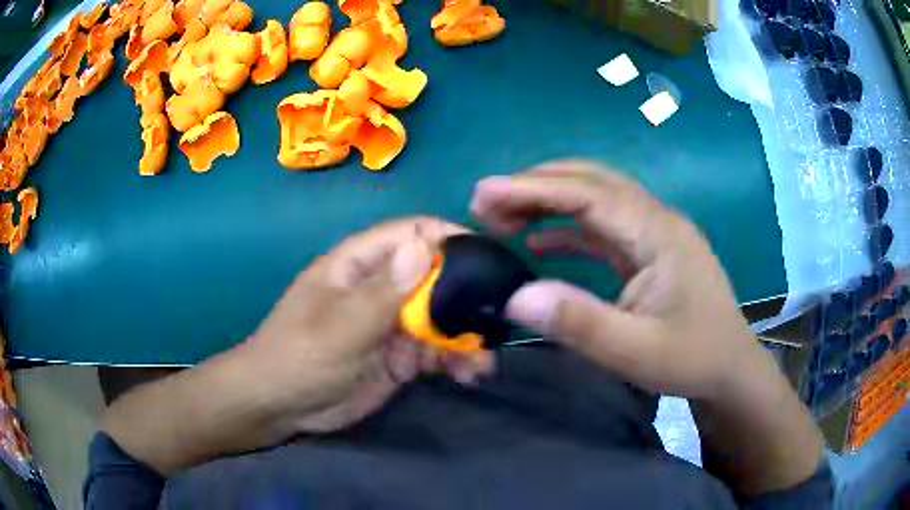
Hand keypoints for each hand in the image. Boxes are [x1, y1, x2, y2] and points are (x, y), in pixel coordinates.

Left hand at [101, 217, 494, 474]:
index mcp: (361, 265)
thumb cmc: (298, 357)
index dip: (449, 238)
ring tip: (484, 363)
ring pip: (443, 319)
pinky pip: (438, 352)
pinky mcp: (400, 357)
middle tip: (498, 320)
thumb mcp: (339, 327)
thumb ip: (383, 293)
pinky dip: (457, 361)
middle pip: (437, 278)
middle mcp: (382, 289)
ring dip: (467, 336)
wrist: (279, 407)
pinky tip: (470, 375)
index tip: (489, 258)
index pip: (412, 234)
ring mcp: (393, 325)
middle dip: (469, 298)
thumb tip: (426, 247)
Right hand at [471, 161, 764, 400]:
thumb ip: (579, 323)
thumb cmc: (691, 358)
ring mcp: (653, 233)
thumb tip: (516, 298)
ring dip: (548, 203)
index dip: (533, 189)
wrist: (729, 368)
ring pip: (594, 200)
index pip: (589, 194)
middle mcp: (655, 219)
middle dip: (536, 185)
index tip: (483, 192)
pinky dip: (567, 228)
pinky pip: (602, 227)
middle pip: (591, 182)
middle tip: (486, 202)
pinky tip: (540, 243)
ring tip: (503, 218)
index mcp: (658, 233)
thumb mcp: (635, 351)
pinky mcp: (648, 251)